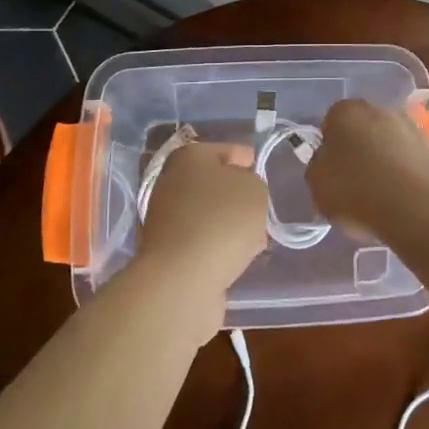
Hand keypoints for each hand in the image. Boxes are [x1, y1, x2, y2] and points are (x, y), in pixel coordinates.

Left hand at [136, 142, 268, 299]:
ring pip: (209, 213)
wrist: (182, 279)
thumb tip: (241, 193)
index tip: (263, 176)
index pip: (227, 150)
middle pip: (215, 183)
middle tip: (261, 209)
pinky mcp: (167, 251)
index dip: (248, 161)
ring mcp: (165, 217)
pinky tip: (237, 257)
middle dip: (239, 196)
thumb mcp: (255, 190)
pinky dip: (218, 246)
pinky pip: (202, 240)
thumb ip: (254, 183)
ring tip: (255, 238)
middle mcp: (171, 182)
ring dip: (230, 223)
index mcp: (190, 156)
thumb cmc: (222, 220)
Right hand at [306, 99, 428, 237]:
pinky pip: (409, 158)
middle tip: (354, 182)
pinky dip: (404, 172)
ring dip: (384, 159)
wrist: (416, 209)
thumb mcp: (317, 184)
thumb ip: (318, 166)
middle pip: (362, 129)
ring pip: (388, 142)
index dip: (330, 148)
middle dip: (358, 149)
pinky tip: (400, 197)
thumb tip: (327, 160)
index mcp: (346, 111)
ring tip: (380, 195)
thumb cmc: (356, 192)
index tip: (332, 172)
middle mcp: (380, 109)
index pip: (331, 123)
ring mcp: (410, 126)